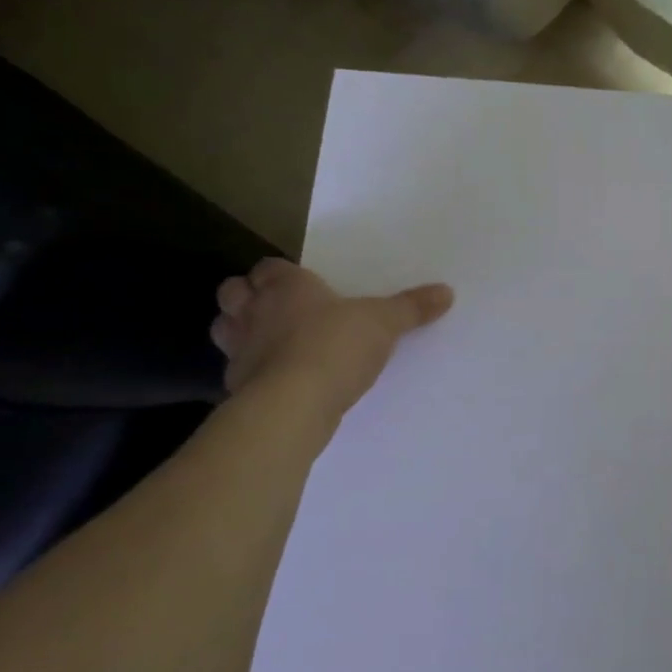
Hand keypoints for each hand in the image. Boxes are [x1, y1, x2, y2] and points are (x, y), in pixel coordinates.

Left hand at [211, 259, 453, 432]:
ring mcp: (240, 350)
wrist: (294, 403)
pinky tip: (273, 379)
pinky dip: (250, 371)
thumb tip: (446, 292)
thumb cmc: (336, 345)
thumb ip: (412, 307)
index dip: (279, 273)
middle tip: (275, 307)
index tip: (300, 283)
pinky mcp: (237, 387)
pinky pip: (236, 371)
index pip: (269, 267)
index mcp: (287, 286)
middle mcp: (255, 312)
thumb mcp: (385, 323)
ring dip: (239, 331)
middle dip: (246, 296)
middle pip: (232, 292)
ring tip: (268, 340)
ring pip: (224, 329)